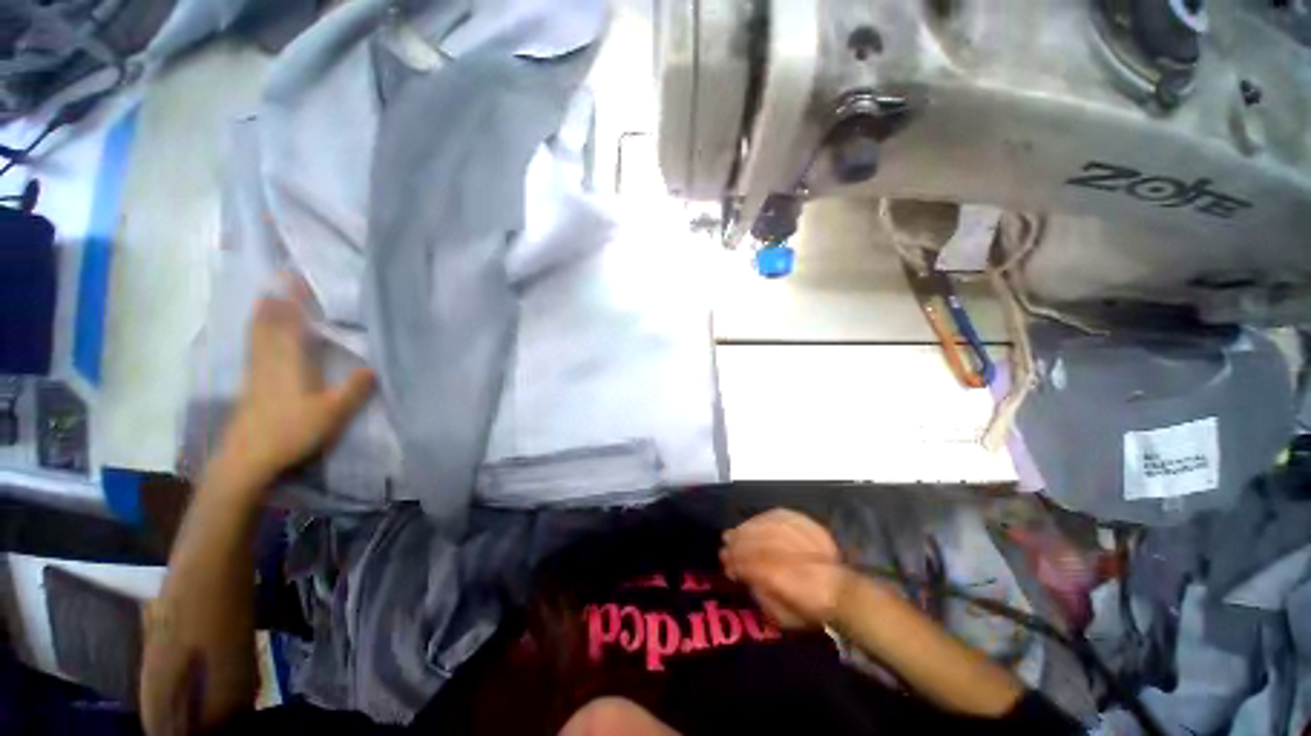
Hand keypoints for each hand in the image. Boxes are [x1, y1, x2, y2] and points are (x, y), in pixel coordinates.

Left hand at [220, 289, 373, 486]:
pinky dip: (257, 332)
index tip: (298, 279)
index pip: (290, 323)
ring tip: (269, 297)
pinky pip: (255, 347)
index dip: (293, 301)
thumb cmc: (291, 431)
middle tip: (283, 280)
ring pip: (258, 334)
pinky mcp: (251, 383)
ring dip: (264, 313)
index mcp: (290, 362)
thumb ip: (354, 389)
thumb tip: (374, 367)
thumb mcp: (332, 413)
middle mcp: (270, 360)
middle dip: (277, 300)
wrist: (247, 458)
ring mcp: (257, 371)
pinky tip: (259, 333)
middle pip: (270, 323)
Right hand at [720, 509, 846, 628]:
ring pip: (765, 526)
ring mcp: (798, 535)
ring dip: (746, 528)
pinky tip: (754, 521)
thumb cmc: (812, 609)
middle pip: (755, 541)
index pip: (750, 563)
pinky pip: (779, 515)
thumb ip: (762, 596)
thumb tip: (745, 578)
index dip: (735, 561)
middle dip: (737, 542)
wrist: (843, 591)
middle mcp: (788, 552)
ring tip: (735, 532)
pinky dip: (763, 517)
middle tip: (725, 544)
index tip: (725, 562)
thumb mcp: (783, 617)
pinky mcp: (806, 523)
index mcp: (781, 578)